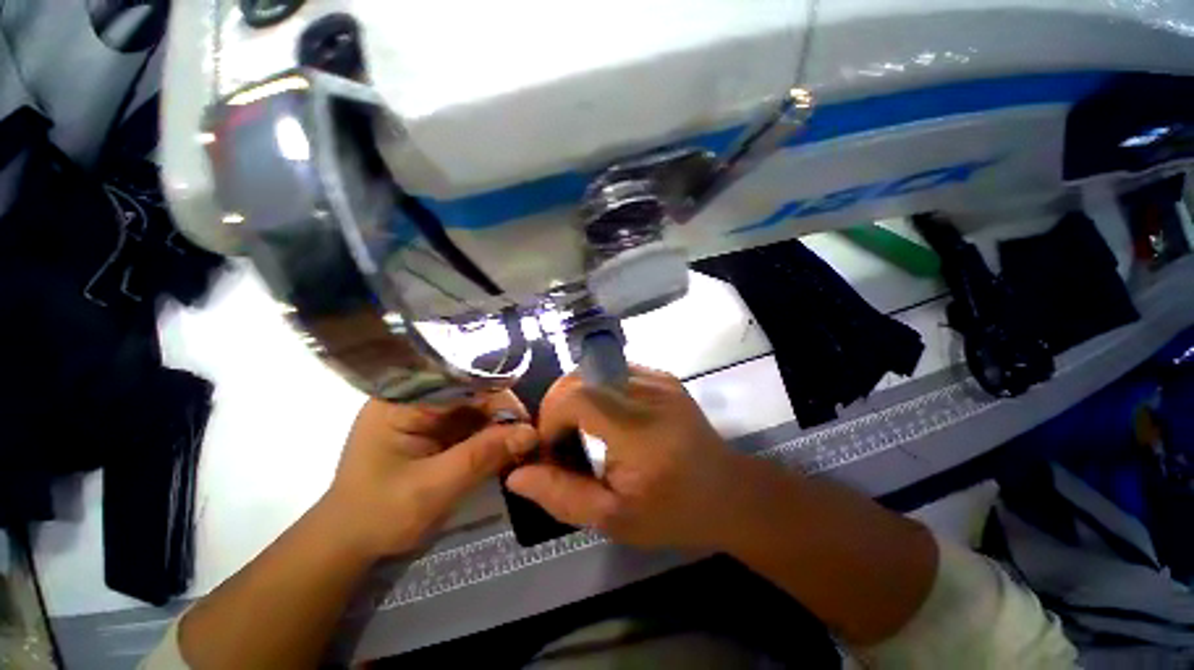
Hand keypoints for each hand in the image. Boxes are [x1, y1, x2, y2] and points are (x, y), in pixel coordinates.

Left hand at [320, 392, 537, 558]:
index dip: (497, 397)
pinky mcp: (436, 429)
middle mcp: (416, 398)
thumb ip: (481, 457)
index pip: (461, 381)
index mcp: (402, 400)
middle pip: (473, 392)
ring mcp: (427, 413)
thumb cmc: (379, 515)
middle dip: (502, 414)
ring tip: (521, 446)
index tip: (524, 424)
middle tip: (528, 439)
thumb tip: (531, 433)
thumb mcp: (432, 488)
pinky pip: (472, 423)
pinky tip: (505, 450)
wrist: (351, 544)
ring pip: (477, 407)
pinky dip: (491, 436)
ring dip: (500, 426)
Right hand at [506, 366, 754, 549]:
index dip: (551, 417)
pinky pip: (614, 370)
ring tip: (581, 428)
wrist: (727, 492)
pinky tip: (605, 417)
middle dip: (558, 404)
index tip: (550, 448)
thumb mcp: (615, 519)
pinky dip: (598, 389)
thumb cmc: (674, 512)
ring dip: (576, 395)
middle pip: (582, 377)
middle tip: (560, 439)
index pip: (577, 397)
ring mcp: (659, 379)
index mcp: (640, 430)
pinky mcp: (663, 376)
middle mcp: (650, 393)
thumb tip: (517, 474)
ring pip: (596, 369)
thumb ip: (562, 496)